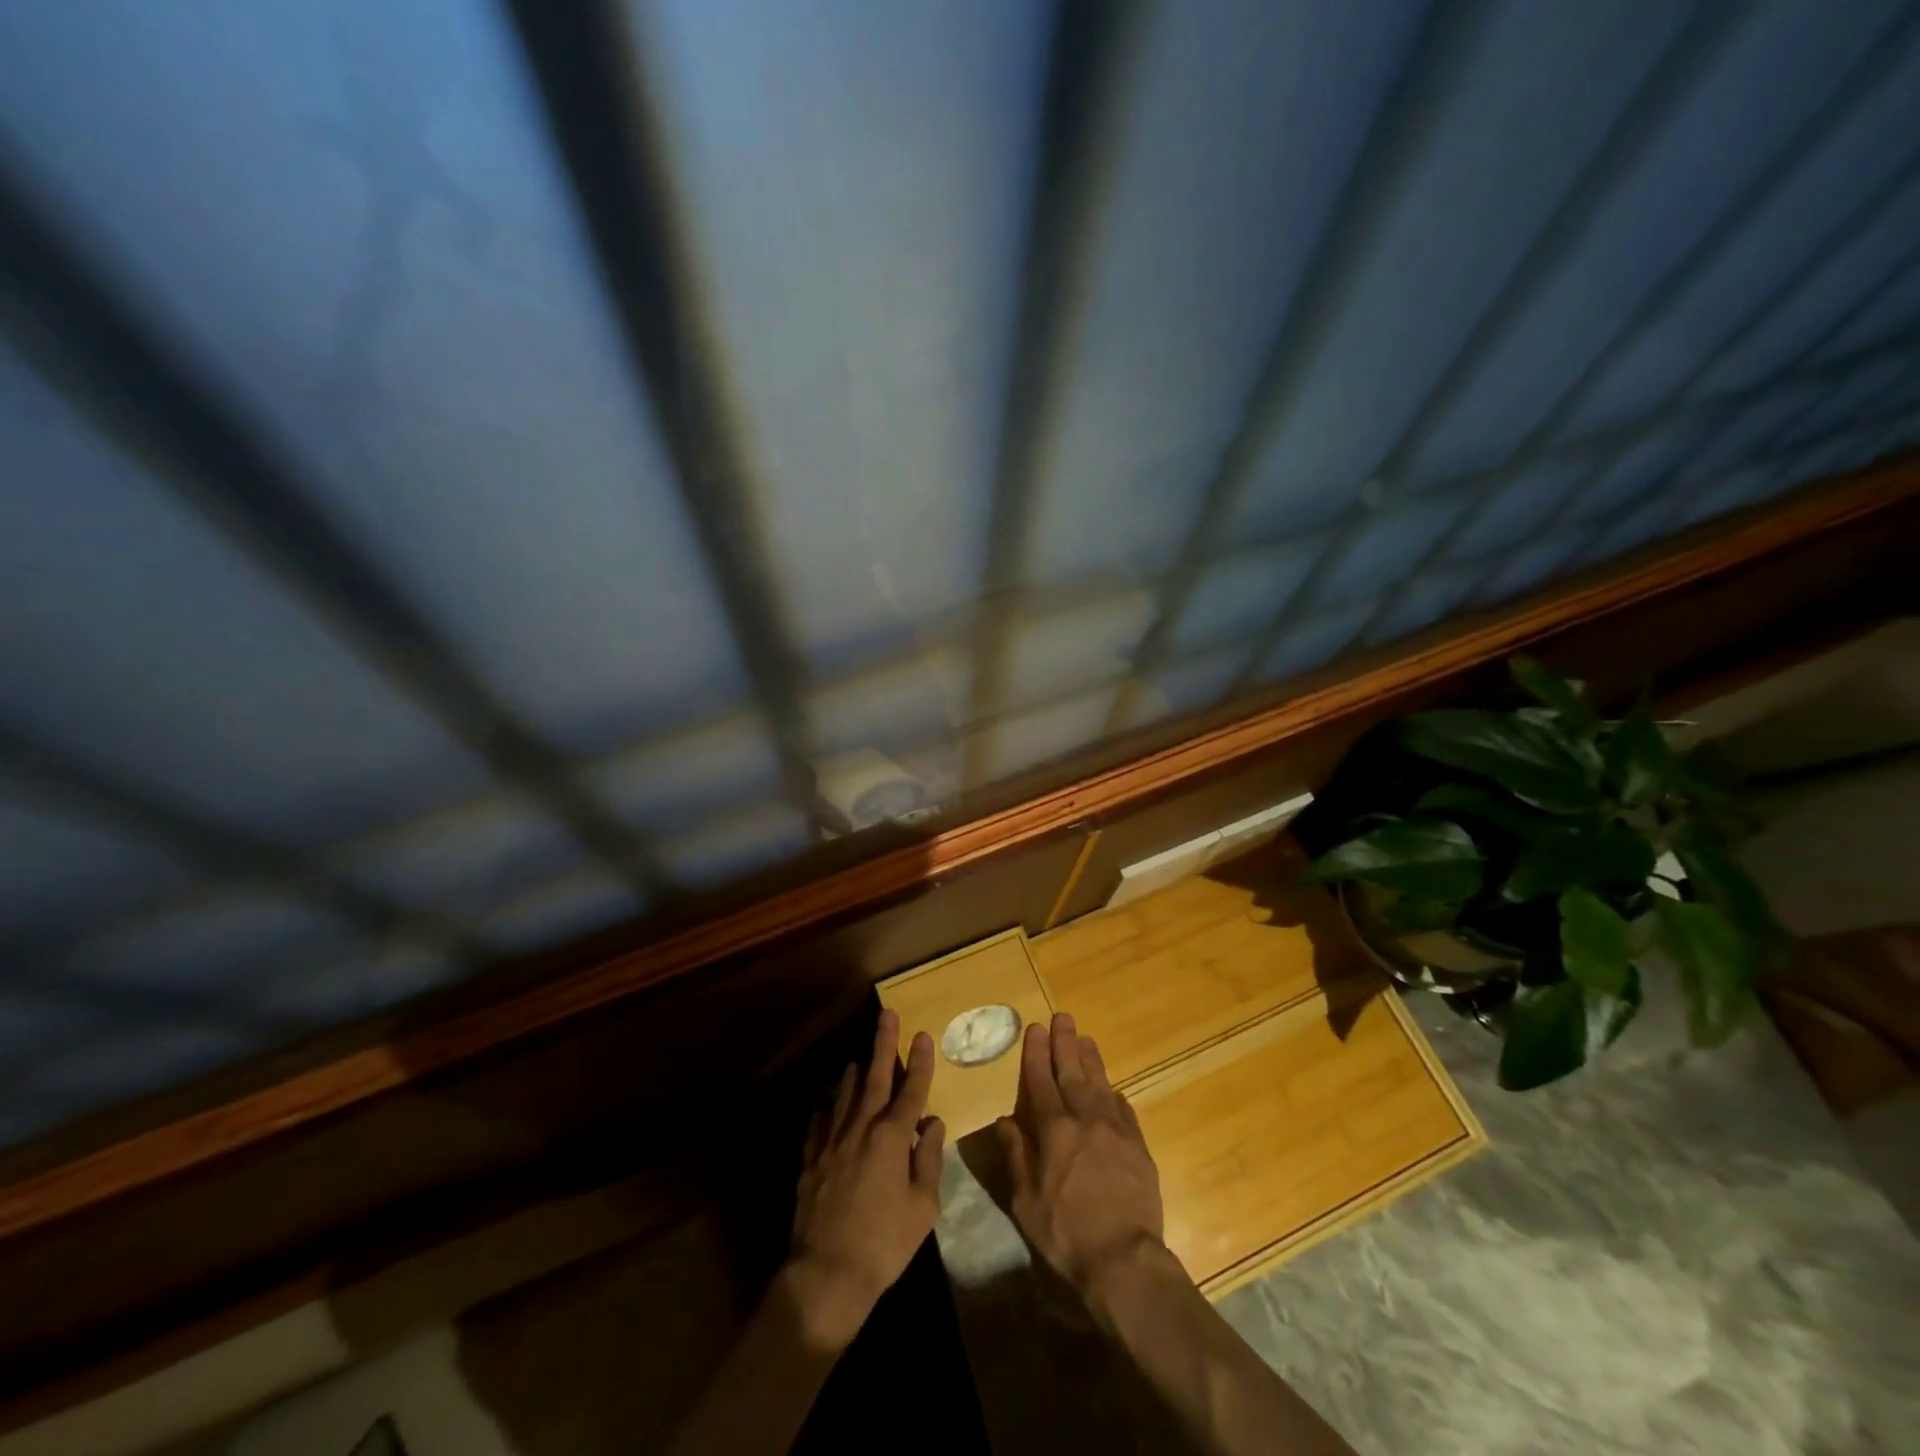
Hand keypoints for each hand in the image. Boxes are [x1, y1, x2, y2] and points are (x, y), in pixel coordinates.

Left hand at [786, 1009, 944, 1350]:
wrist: (827, 1274)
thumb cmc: (884, 1243)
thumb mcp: (923, 1207)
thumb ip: (928, 1160)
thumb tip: (932, 1125)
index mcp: (891, 1138)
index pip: (911, 1091)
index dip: (920, 1063)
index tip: (924, 1035)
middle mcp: (860, 1129)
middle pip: (875, 1078)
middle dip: (883, 1044)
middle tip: (887, 1015)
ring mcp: (831, 1142)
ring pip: (844, 1095)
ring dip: (854, 1074)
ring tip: (859, 1059)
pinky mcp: (810, 1159)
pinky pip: (819, 1122)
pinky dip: (827, 1108)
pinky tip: (828, 1103)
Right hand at [995, 1012, 1164, 1302]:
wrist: (1124, 1259)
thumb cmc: (1065, 1233)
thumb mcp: (1026, 1201)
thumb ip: (1017, 1155)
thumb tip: (1006, 1121)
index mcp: (1053, 1129)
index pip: (1041, 1080)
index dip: (1037, 1053)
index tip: (1035, 1028)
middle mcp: (1084, 1119)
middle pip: (1072, 1072)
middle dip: (1065, 1043)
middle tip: (1062, 1018)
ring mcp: (1115, 1129)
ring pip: (1100, 1083)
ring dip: (1091, 1059)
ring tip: (1085, 1038)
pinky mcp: (1138, 1145)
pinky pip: (1124, 1109)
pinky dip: (1114, 1093)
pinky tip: (1111, 1088)